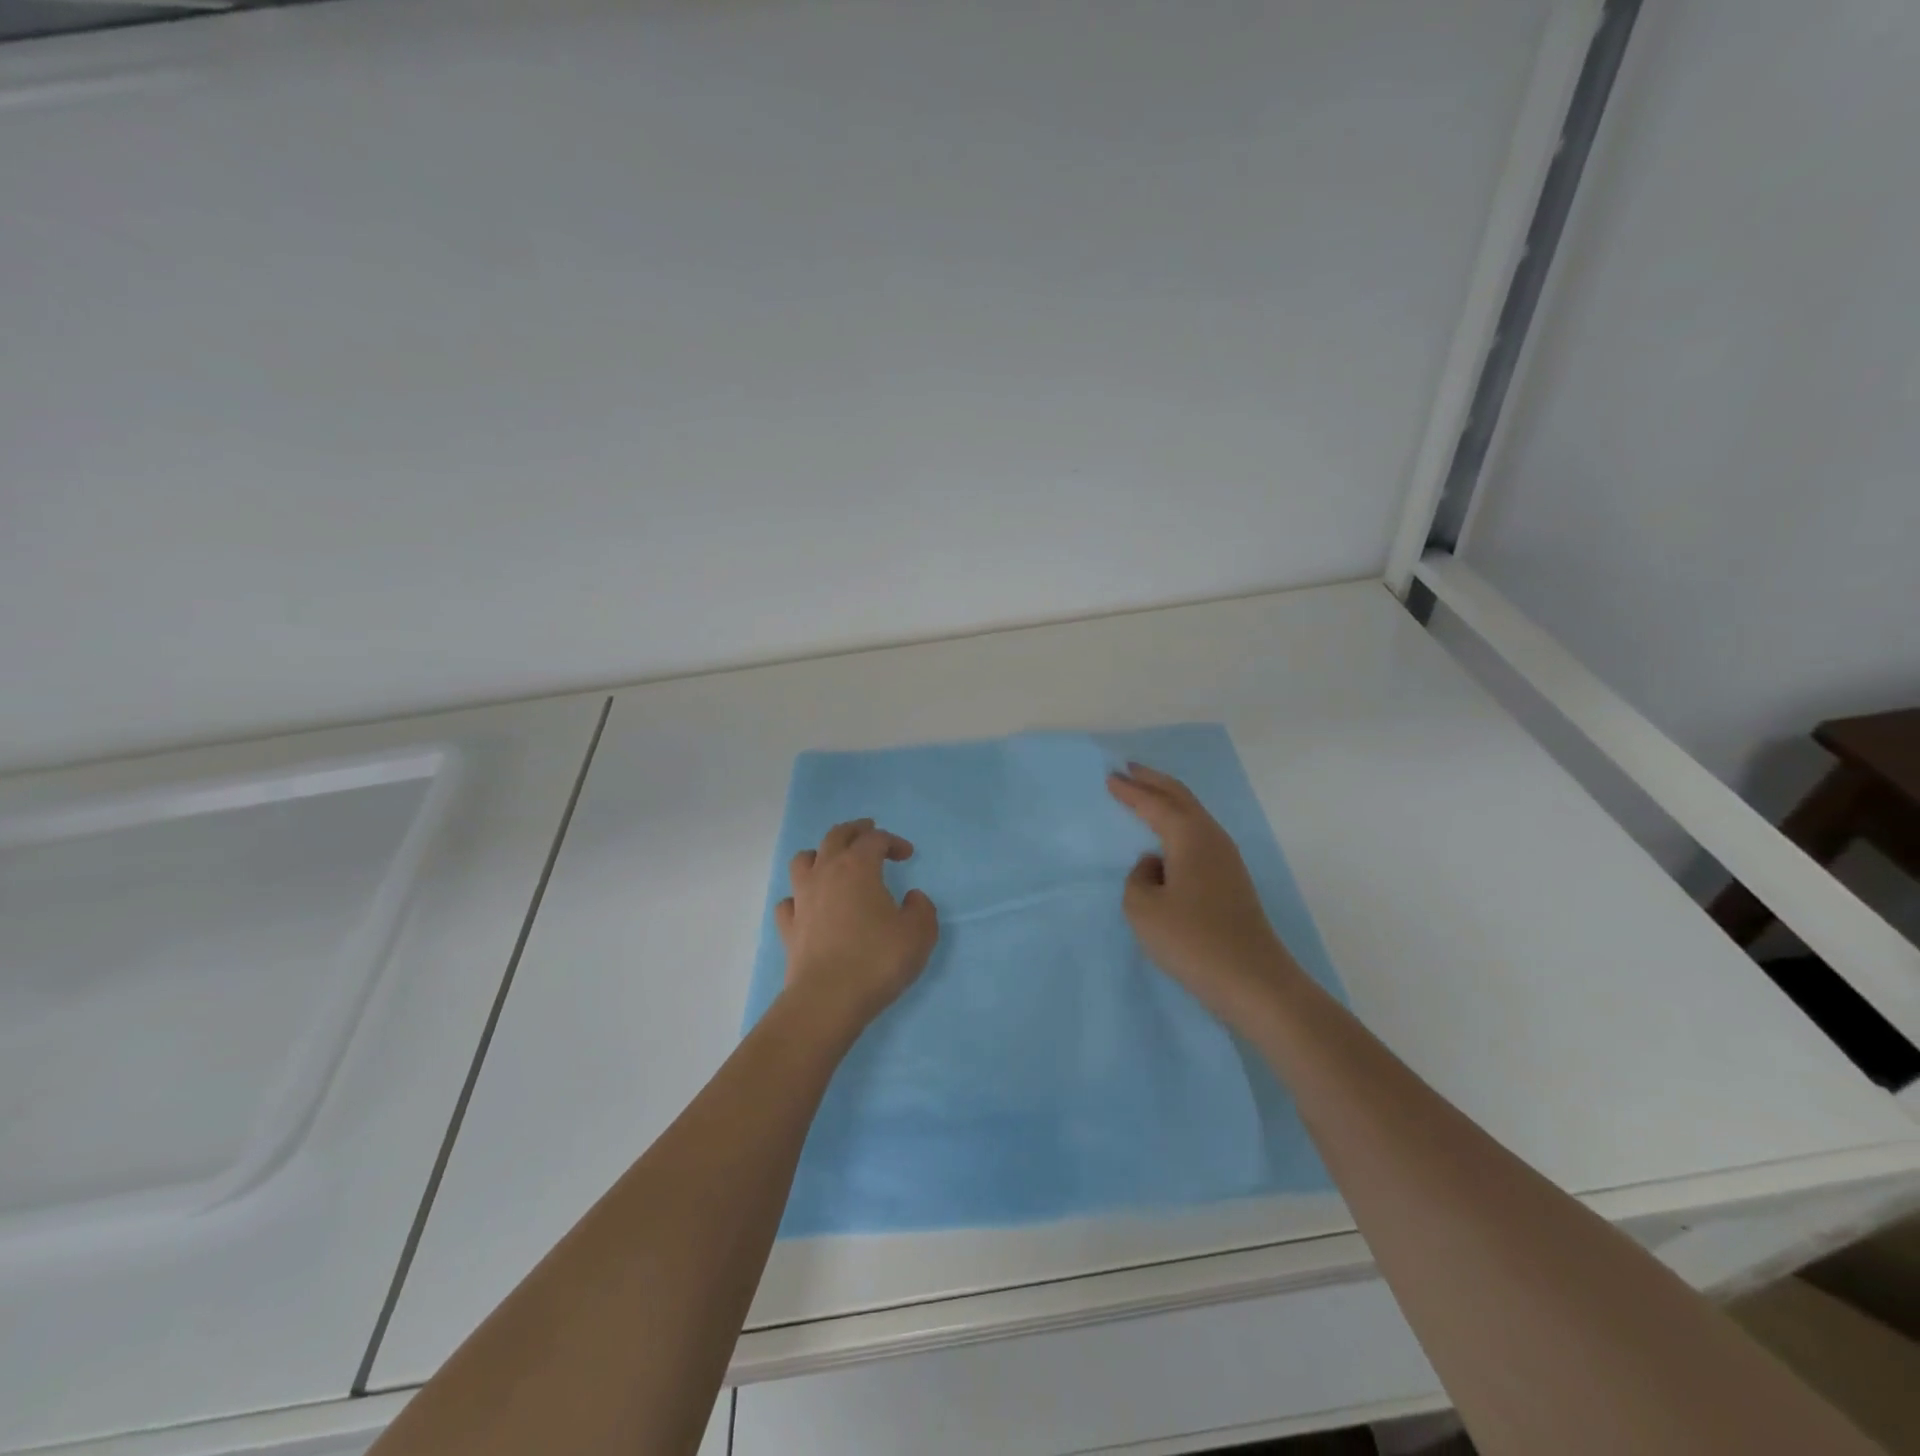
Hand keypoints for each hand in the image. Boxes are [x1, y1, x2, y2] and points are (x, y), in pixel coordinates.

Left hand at [776, 818, 939, 1032]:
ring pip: (803, 860)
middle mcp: (826, 873)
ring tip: (833, 862)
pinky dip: (800, 896)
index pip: (874, 840)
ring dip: (820, 854)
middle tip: (868, 831)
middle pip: (835, 837)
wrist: (827, 999)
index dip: (893, 841)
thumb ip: (921, 909)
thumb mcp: (919, 934)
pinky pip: (789, 900)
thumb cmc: (877, 960)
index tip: (907, 854)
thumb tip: (912, 898)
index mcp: (858, 867)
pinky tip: (810, 905)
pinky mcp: (789, 927)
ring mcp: (802, 899)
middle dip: (854, 831)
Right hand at [1108, 763, 1299, 1028]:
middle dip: (1153, 781)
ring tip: (1145, 795)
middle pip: (1181, 798)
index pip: (1155, 803)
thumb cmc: (1192, 941)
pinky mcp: (1231, 882)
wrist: (1254, 983)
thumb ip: (1138, 878)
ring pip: (1193, 816)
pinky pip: (1198, 836)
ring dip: (1168, 801)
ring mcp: (1227, 860)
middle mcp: (1212, 839)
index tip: (1109, 777)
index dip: (1130, 790)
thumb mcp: (1143, 909)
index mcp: (1190, 837)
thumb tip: (1155, 865)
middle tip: (1128, 769)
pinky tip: (1168, 838)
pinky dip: (1178, 824)